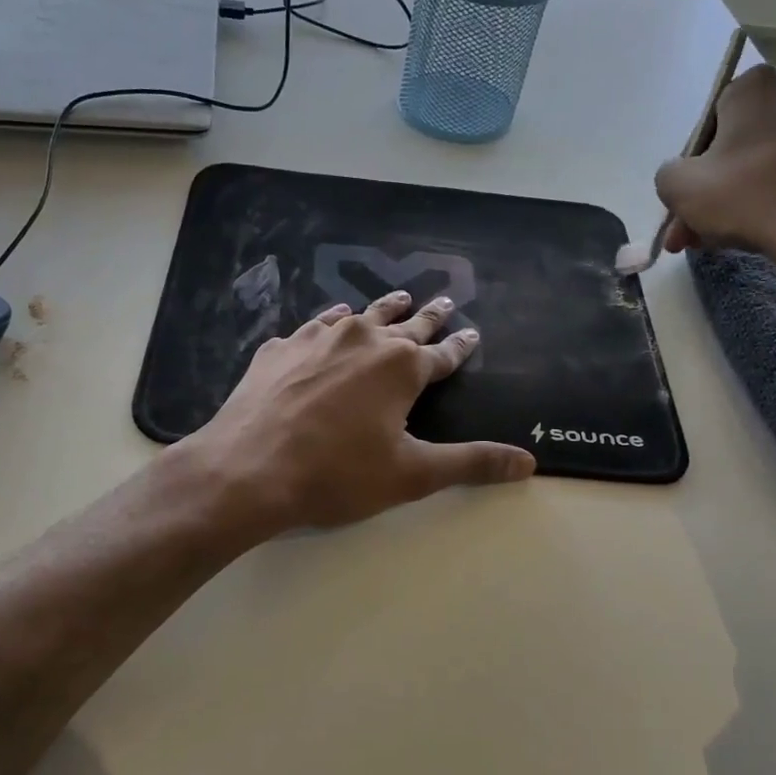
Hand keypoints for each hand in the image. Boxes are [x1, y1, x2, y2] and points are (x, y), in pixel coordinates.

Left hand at [180, 290, 535, 534]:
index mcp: (400, 367)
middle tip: (442, 301)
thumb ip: (470, 464)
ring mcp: (315, 339)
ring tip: (395, 300)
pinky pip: (312, 328)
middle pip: (404, 324)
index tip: (472, 334)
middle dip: (427, 316)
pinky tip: (326, 326)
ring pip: (357, 315)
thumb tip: (528, 462)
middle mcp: (362, 340)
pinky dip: (328, 325)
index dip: (460, 346)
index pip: (442, 353)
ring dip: (380, 310)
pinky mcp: (278, 349)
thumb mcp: (411, 475)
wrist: (247, 470)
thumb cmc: (336, 475)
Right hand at [655, 64, 775, 279]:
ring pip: (769, 163)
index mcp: (758, 84)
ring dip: (743, 197)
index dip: (694, 164)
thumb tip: (682, 176)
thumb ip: (669, 173)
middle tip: (695, 229)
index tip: (687, 198)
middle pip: (741, 144)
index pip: (711, 121)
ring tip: (723, 239)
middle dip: (715, 188)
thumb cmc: (744, 195)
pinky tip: (764, 230)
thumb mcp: (677, 186)